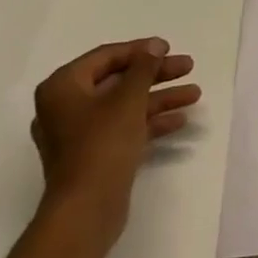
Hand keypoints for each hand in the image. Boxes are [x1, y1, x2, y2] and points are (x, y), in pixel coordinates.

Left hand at [30, 38, 198, 252]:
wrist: (86, 211)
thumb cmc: (102, 144)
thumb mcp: (128, 98)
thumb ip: (144, 67)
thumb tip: (153, 46)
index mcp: (63, 87)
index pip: (106, 56)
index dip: (140, 50)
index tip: (169, 48)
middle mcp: (66, 107)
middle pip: (118, 80)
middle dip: (156, 75)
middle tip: (188, 67)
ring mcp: (79, 134)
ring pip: (124, 105)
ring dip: (159, 98)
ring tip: (195, 94)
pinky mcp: (93, 156)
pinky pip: (123, 128)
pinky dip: (149, 122)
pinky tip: (180, 120)